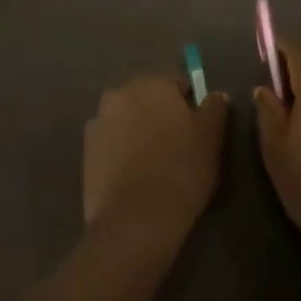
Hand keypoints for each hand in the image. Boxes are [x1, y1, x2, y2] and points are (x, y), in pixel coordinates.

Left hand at [83, 74, 229, 234]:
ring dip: (138, 128)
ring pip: (127, 117)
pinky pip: (111, 139)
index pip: (175, 80)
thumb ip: (214, 109)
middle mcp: (120, 93)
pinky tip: (133, 172)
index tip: (196, 126)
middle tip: (176, 142)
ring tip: (153, 160)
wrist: (134, 220)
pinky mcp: (86, 149)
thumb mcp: (211, 139)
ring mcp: (98, 120)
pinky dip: (121, 148)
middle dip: (160, 111)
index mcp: (152, 83)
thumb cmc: (180, 171)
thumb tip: (215, 95)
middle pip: (146, 96)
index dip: (188, 101)